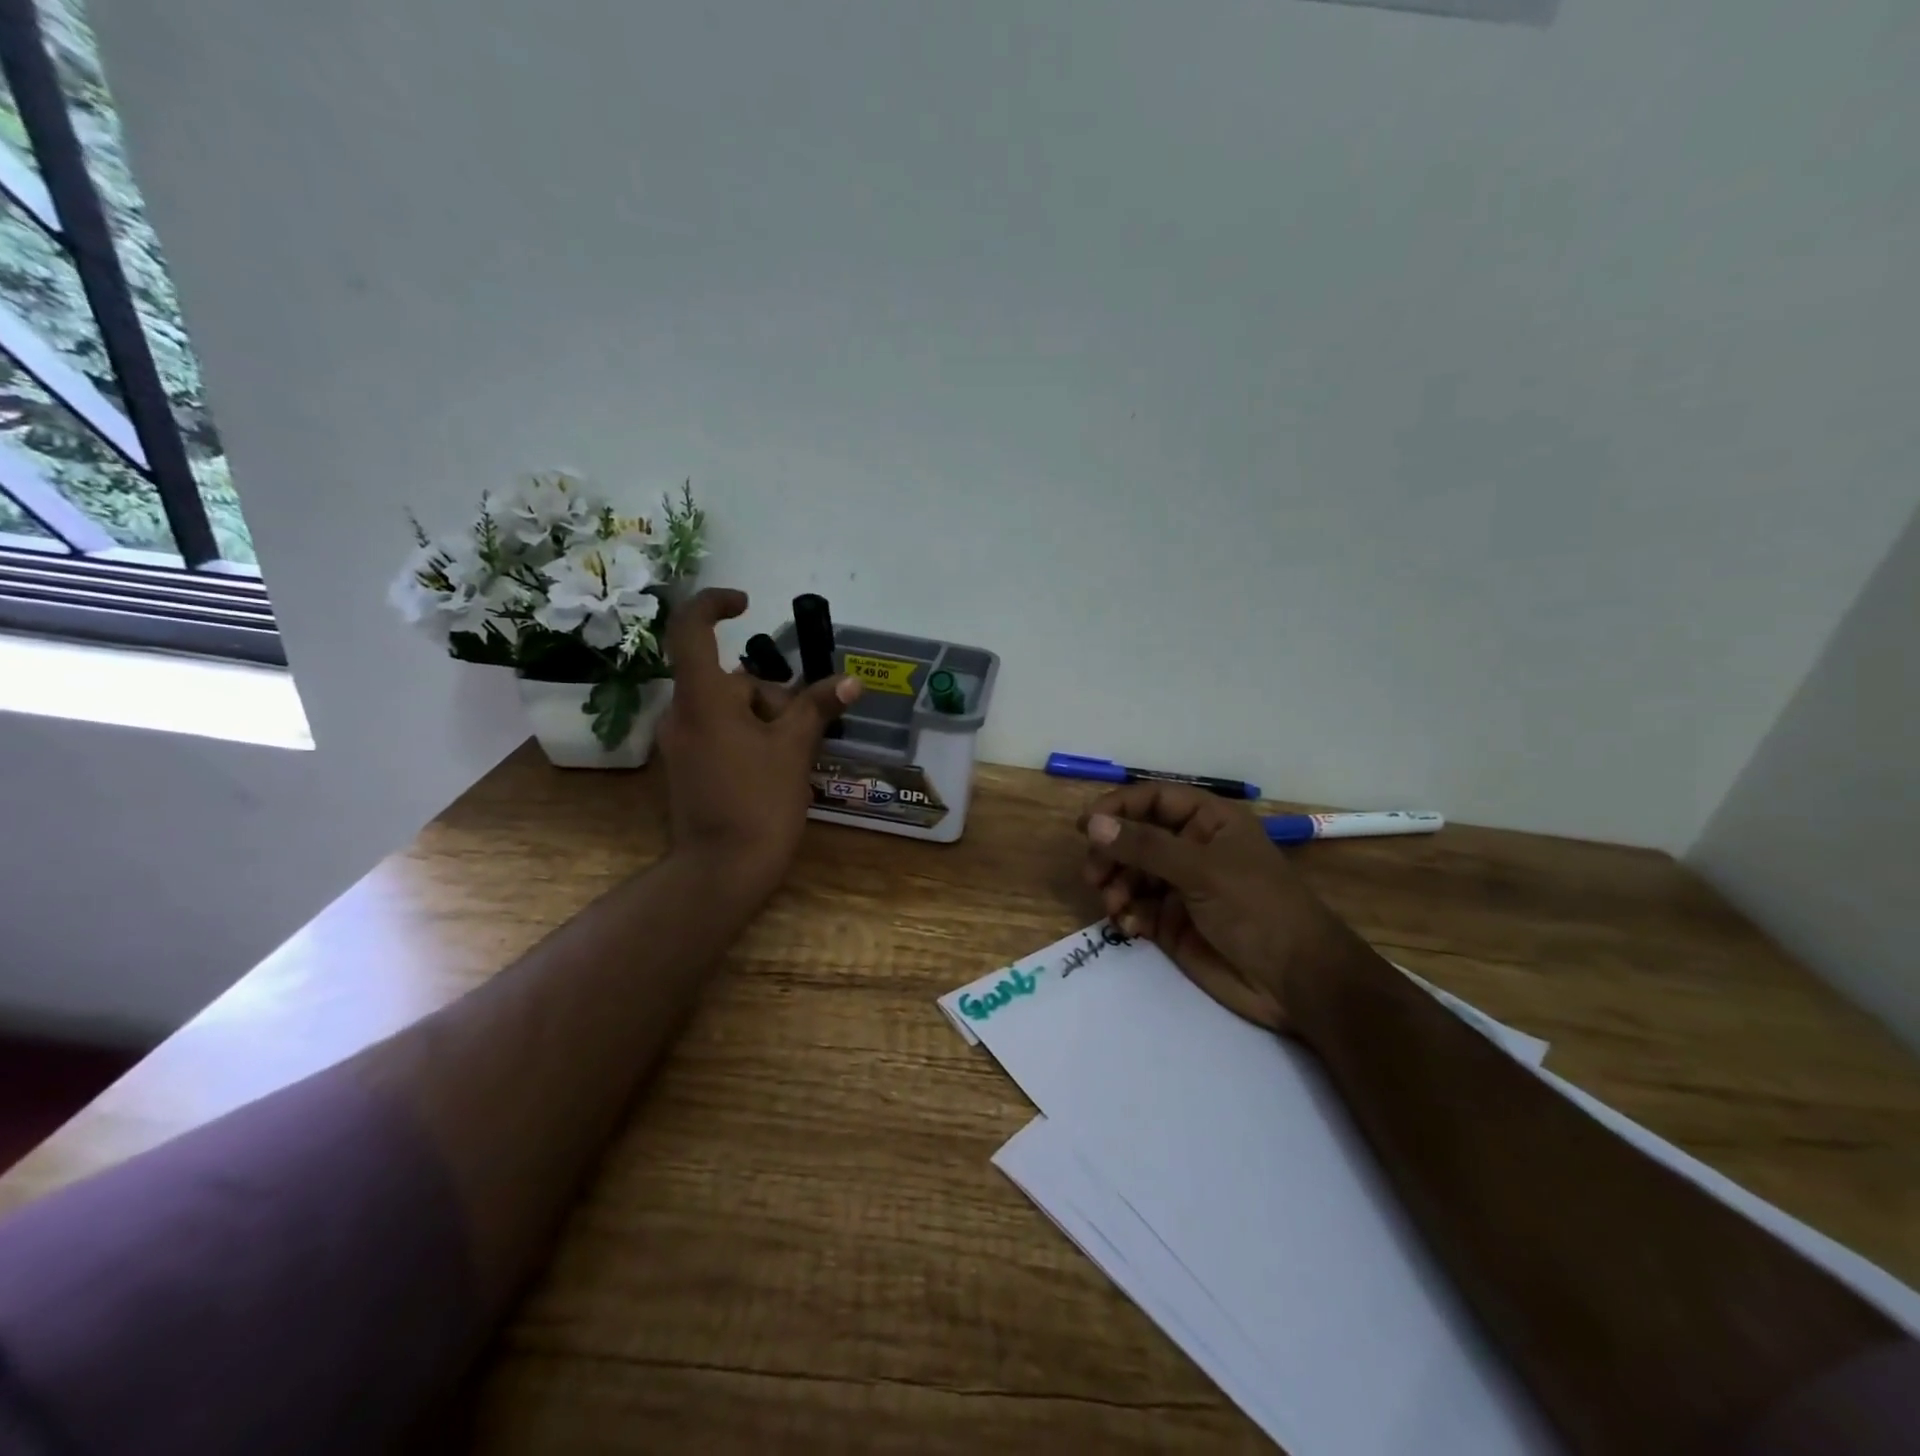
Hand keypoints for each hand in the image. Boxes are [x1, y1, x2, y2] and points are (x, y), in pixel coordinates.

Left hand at [657, 588, 859, 902]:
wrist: (721, 871)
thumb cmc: (759, 802)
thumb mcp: (794, 749)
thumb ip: (817, 707)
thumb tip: (849, 682)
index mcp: (703, 699)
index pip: (691, 629)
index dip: (714, 605)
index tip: (747, 604)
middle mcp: (682, 714)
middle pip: (729, 681)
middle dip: (772, 695)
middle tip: (806, 728)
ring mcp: (680, 744)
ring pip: (728, 710)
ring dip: (764, 720)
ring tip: (796, 756)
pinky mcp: (686, 768)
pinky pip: (720, 734)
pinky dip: (749, 738)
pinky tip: (776, 769)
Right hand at [1079, 784, 1345, 1034]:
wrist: (1295, 981)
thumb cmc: (1257, 908)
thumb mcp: (1201, 869)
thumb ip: (1145, 846)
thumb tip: (1092, 824)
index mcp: (1208, 822)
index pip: (1154, 799)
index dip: (1119, 807)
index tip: (1086, 825)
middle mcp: (1191, 848)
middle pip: (1135, 837)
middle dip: (1111, 853)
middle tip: (1093, 874)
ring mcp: (1180, 886)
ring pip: (1129, 873)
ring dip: (1114, 885)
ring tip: (1113, 904)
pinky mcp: (1171, 922)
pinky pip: (1135, 908)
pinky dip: (1125, 914)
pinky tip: (1130, 926)